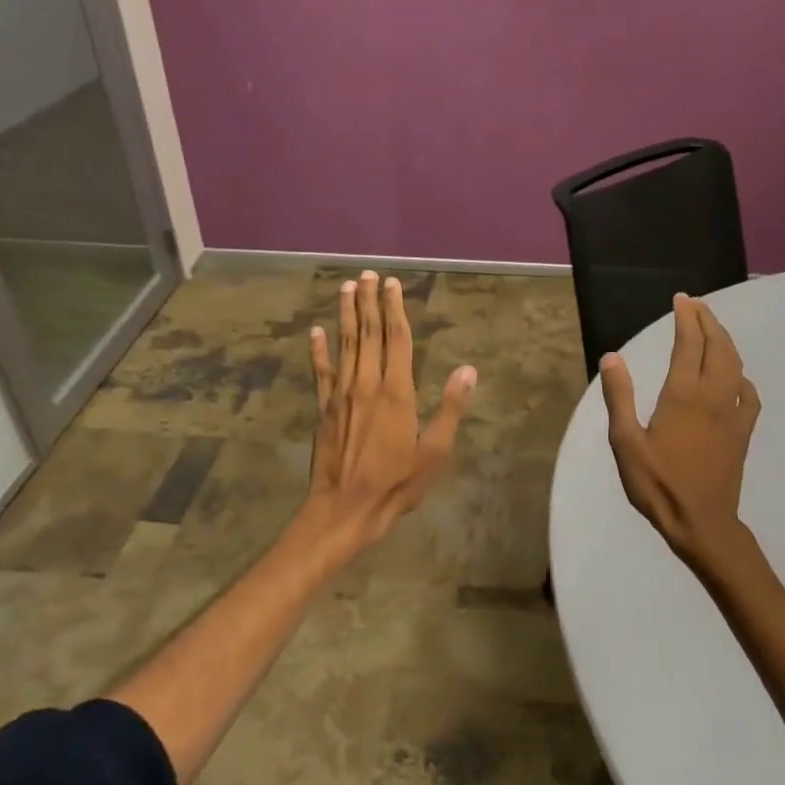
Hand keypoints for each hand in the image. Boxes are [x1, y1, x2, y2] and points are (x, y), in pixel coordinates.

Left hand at [302, 271, 476, 555]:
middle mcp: (366, 384)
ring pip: (344, 346)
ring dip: (345, 315)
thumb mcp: (434, 451)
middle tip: (367, 275)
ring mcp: (340, 395)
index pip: (397, 340)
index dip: (395, 310)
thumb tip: (468, 370)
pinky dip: (319, 351)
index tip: (392, 285)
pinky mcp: (323, 409)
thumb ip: (450, 408)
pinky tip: (316, 332)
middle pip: (368, 334)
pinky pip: (321, 373)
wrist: (345, 509)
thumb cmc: (396, 483)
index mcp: (396, 392)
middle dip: (368, 302)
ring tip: (346, 288)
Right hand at [600, 294, 760, 566]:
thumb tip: (612, 357)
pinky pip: (748, 396)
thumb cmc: (657, 484)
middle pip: (716, 347)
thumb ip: (620, 397)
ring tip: (713, 329)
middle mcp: (712, 397)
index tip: (681, 300)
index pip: (688, 344)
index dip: (686, 318)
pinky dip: (742, 378)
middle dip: (708, 321)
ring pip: (735, 366)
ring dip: (725, 342)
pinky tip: (735, 379)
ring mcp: (732, 414)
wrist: (701, 522)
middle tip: (696, 305)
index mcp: (682, 396)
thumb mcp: (626, 442)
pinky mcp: (742, 433)